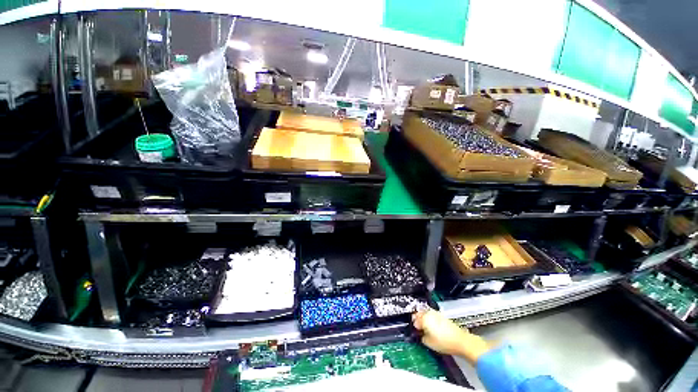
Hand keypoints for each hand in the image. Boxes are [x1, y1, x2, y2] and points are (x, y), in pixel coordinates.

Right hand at [412, 309, 490, 363]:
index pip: (414, 319)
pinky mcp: (442, 316)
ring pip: (425, 313)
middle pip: (419, 313)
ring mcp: (436, 313)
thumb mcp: (429, 343)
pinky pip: (432, 315)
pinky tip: (433, 327)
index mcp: (424, 318)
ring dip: (423, 318)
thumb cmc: (444, 342)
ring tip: (426, 328)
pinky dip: (430, 319)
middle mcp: (429, 313)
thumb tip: (421, 334)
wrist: (461, 341)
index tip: (415, 331)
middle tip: (418, 328)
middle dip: (417, 319)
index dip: (414, 325)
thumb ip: (421, 336)